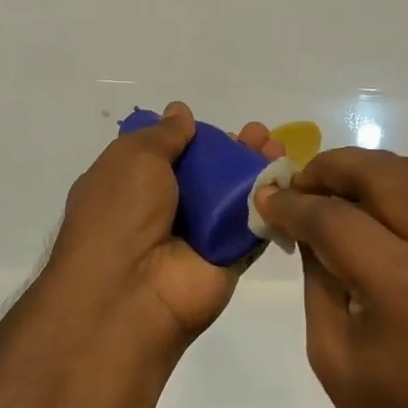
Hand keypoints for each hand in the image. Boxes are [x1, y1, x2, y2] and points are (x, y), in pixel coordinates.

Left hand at [51, 102, 282, 348]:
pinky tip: (287, 178)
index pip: (167, 155)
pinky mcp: (227, 258)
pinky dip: (270, 202)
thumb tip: (180, 112)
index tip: (215, 127)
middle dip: (233, 149)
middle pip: (206, 173)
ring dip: (256, 169)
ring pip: (233, 196)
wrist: (129, 295)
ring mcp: (197, 236)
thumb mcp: (132, 158)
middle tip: (258, 133)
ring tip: (277, 147)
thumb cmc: (120, 215)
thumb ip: (163, 134)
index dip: (193, 138)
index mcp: (131, 186)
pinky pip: (252, 226)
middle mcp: (163, 210)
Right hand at [254, 138, 407, 407]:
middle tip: (299, 183)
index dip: (293, 204)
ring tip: (336, 185)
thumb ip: (318, 279)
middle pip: (382, 173)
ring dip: (371, 167)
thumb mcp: (335, 356)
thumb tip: (305, 227)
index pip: (335, 217)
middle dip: (332, 168)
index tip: (266, 198)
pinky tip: (380, 187)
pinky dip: (406, 180)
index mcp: (402, 284)